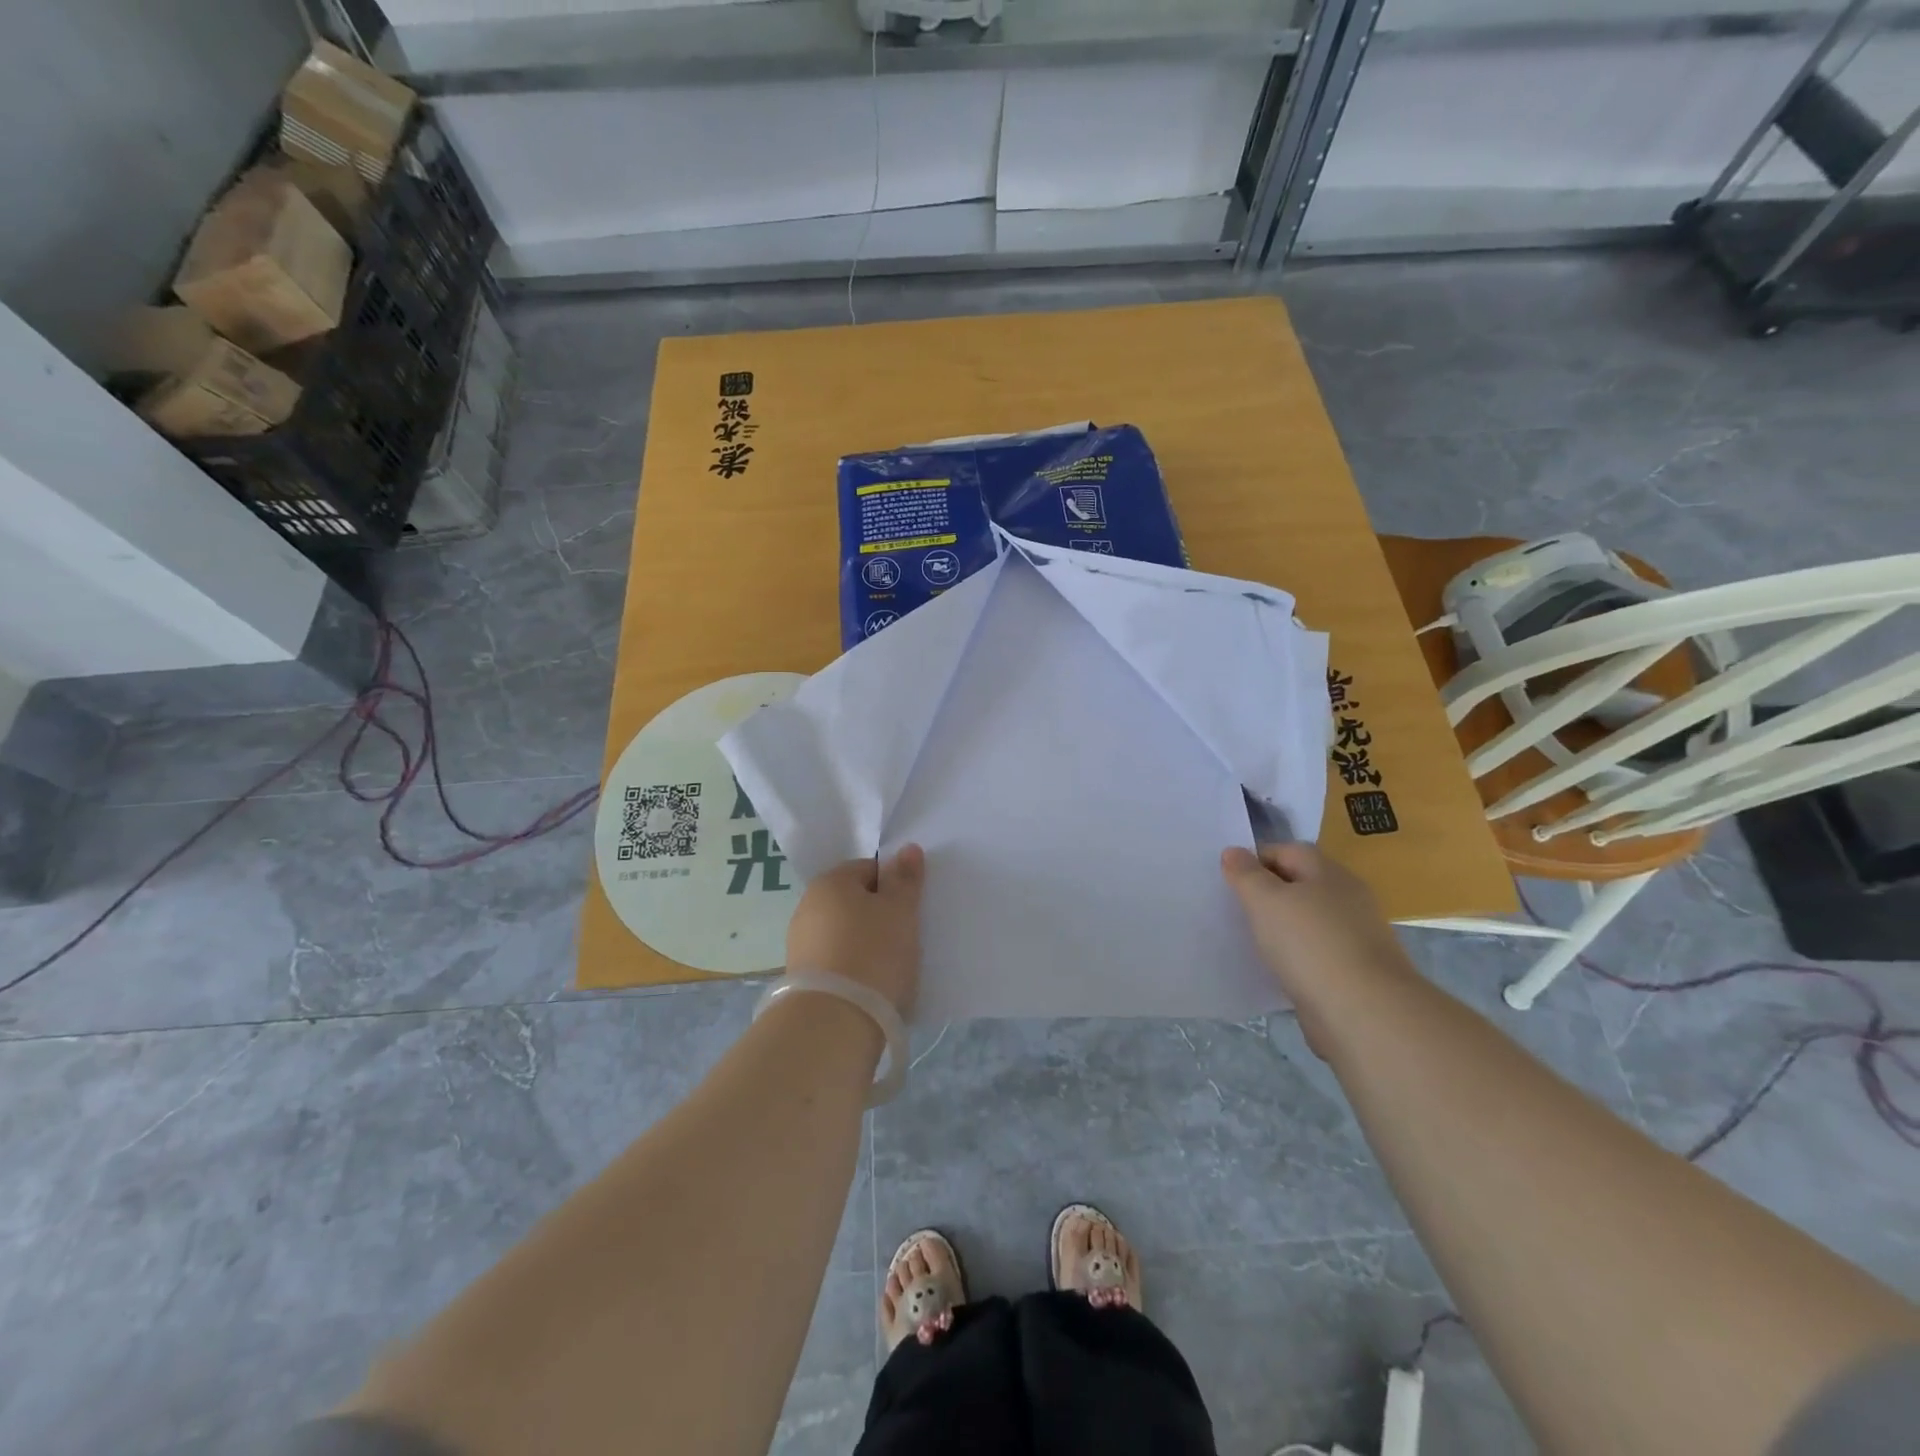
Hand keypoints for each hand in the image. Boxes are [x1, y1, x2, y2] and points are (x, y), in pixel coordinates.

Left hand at [785, 845, 925, 1016]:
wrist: (833, 1023)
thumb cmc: (873, 954)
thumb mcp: (900, 912)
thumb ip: (905, 879)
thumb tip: (907, 848)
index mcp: (830, 882)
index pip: (869, 868)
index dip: (894, 885)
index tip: (911, 910)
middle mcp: (807, 906)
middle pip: (855, 901)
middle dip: (880, 915)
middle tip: (907, 937)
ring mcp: (800, 944)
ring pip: (845, 933)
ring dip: (867, 943)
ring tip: (891, 966)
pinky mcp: (802, 978)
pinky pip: (836, 961)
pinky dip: (854, 967)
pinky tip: (871, 985)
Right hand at [1220, 843, 1417, 1055]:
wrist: (1364, 1012)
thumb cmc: (1310, 943)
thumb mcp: (1265, 900)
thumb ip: (1246, 874)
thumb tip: (1233, 851)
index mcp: (1329, 872)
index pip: (1287, 850)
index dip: (1255, 859)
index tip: (1228, 880)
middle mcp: (1347, 898)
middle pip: (1299, 884)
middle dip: (1267, 893)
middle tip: (1233, 908)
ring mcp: (1354, 936)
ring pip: (1306, 920)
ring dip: (1280, 926)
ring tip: (1249, 939)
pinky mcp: (1354, 971)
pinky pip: (1314, 952)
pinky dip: (1294, 956)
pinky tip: (1275, 969)